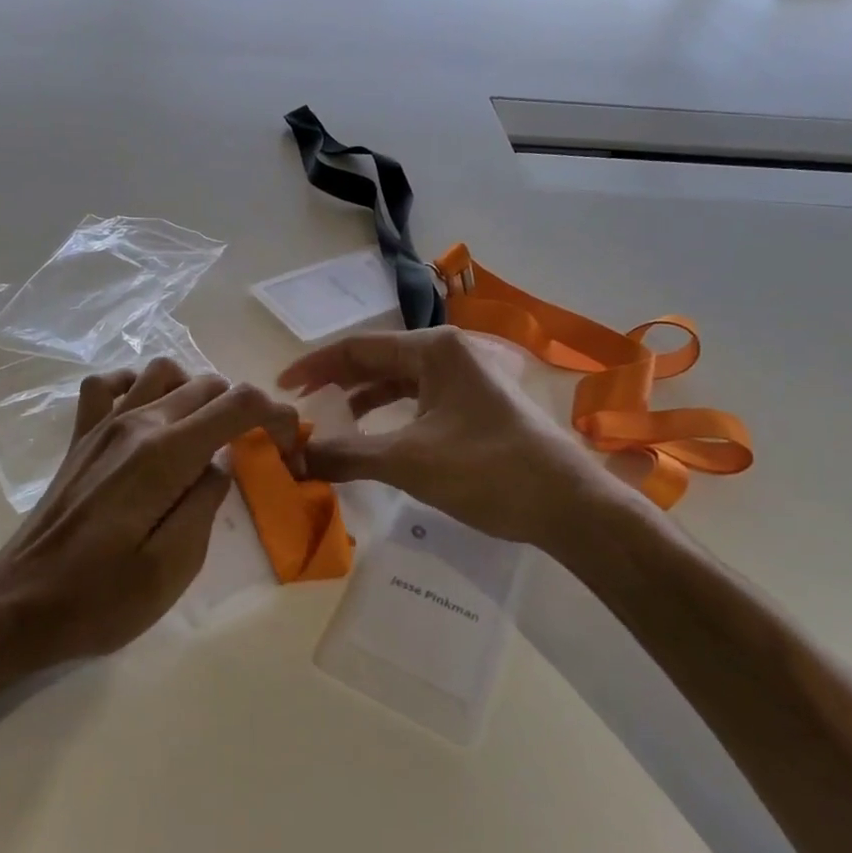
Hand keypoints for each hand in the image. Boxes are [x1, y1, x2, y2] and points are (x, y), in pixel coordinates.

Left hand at [0, 358, 298, 666]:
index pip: (237, 404)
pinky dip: (138, 386)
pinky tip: (147, 415)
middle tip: (253, 452)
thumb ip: (207, 504)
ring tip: (206, 433)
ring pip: (163, 372)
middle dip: (244, 409)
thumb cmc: (100, 598)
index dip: (276, 415)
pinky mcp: (81, 437)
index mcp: (164, 455)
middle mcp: (135, 423)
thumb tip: (220, 465)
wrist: (18, 604)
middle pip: (207, 384)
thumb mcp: (174, 567)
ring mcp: (102, 425)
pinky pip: (110, 384)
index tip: (289, 446)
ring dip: (197, 392)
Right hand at [279, 328, 641, 550]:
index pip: (359, 347)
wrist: (569, 505)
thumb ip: (345, 455)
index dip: (316, 366)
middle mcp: (452, 353)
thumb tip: (294, 459)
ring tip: (335, 421)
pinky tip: (379, 436)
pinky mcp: (480, 405)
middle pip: (380, 359)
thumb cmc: (486, 470)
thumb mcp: (408, 462)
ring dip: (365, 399)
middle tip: (302, 404)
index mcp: (435, 349)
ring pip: (402, 380)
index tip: (282, 388)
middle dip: (338, 381)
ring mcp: (470, 378)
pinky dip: (394, 414)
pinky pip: (423, 400)